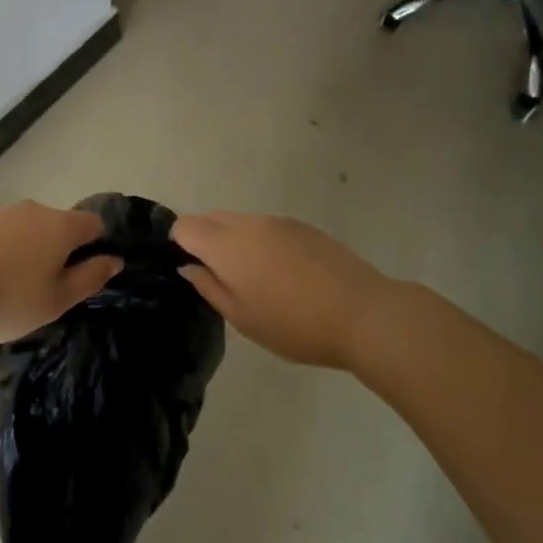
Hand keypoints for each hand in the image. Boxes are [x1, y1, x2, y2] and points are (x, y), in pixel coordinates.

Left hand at [0, 201, 118, 342]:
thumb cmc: (11, 300)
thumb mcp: (59, 300)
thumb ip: (91, 276)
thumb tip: (114, 259)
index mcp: (61, 225)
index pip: (94, 223)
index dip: (96, 246)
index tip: (84, 273)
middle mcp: (36, 209)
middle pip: (62, 224)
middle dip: (62, 249)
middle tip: (50, 287)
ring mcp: (5, 212)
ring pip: (34, 227)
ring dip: (35, 248)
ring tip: (19, 284)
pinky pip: (8, 231)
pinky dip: (10, 248)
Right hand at [172, 211, 392, 368]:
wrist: (362, 313)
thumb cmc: (295, 325)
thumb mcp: (243, 319)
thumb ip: (209, 288)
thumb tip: (188, 267)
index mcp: (226, 246)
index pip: (186, 225)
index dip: (179, 242)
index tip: (189, 267)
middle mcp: (248, 224)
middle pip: (211, 217)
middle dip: (205, 239)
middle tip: (219, 277)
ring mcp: (277, 221)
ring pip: (240, 221)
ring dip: (234, 240)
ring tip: (254, 278)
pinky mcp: (302, 226)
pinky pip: (266, 226)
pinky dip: (261, 242)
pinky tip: (283, 273)